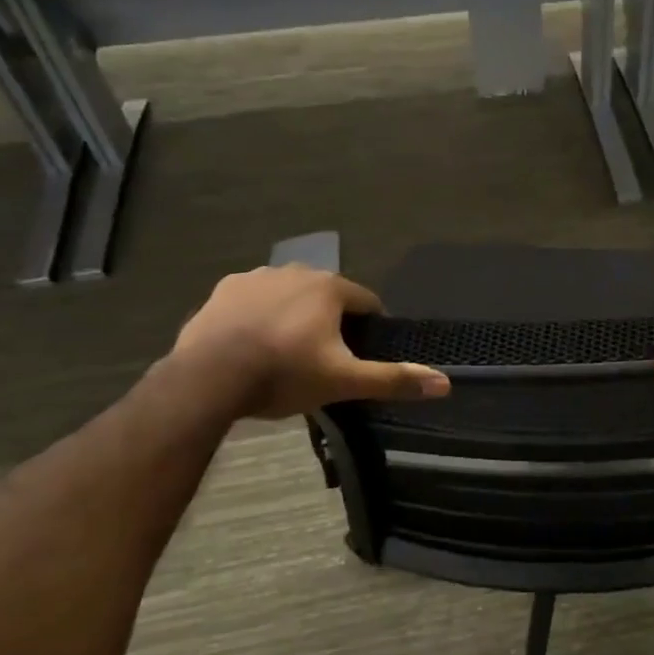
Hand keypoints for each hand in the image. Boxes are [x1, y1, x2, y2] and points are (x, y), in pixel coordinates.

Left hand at [170, 265, 449, 418]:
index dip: (368, 328)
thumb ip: (393, 379)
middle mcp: (296, 271)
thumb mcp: (344, 381)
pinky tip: (252, 342)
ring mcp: (257, 277)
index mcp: (329, 288)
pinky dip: (259, 315)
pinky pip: (254, 299)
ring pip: (290, 295)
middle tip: (321, 358)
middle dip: (330, 321)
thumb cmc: (284, 374)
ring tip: (284, 352)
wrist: (209, 379)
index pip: (366, 302)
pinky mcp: (223, 290)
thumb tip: (445, 383)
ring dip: (294, 315)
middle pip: (327, 296)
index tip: (360, 354)